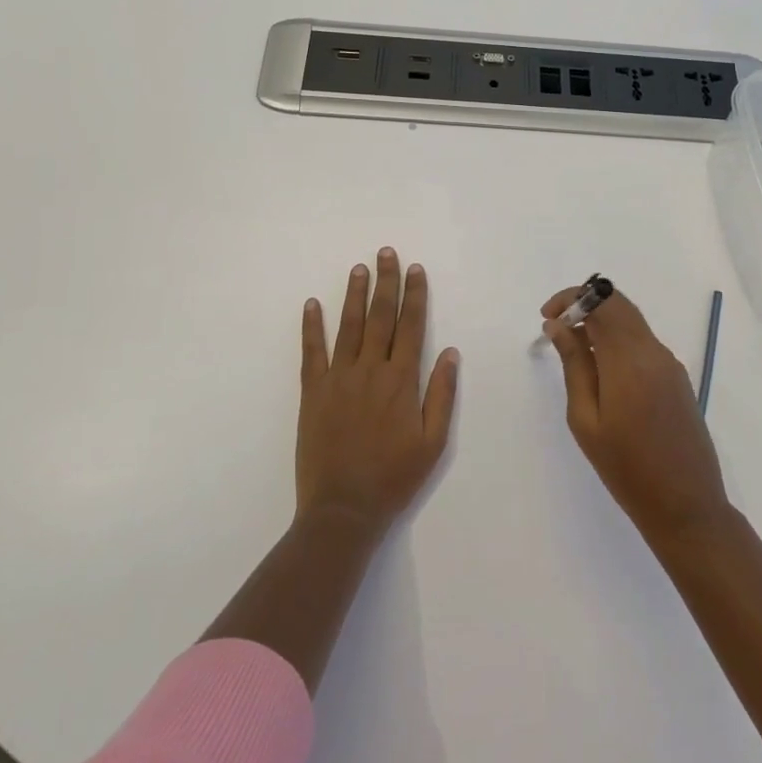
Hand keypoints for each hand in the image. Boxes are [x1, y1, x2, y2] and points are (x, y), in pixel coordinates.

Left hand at [298, 248, 458, 533]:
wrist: (343, 510)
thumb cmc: (394, 478)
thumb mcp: (433, 442)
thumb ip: (441, 394)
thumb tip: (450, 353)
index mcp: (401, 381)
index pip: (411, 326)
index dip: (414, 295)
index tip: (415, 269)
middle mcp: (370, 370)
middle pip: (380, 317)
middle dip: (385, 282)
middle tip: (386, 252)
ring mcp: (338, 379)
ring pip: (347, 326)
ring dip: (354, 295)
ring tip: (358, 268)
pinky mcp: (312, 392)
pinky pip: (311, 352)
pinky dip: (311, 327)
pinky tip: (311, 304)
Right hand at [542, 287, 727, 540]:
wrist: (686, 505)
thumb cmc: (626, 468)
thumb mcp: (586, 419)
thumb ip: (574, 365)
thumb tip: (558, 326)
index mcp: (629, 360)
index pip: (602, 302)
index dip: (572, 298)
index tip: (547, 317)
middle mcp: (653, 351)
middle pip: (619, 305)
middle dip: (585, 305)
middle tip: (556, 328)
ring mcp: (669, 364)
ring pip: (632, 322)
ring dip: (601, 323)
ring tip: (574, 353)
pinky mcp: (677, 377)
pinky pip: (643, 343)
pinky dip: (618, 341)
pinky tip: (602, 371)